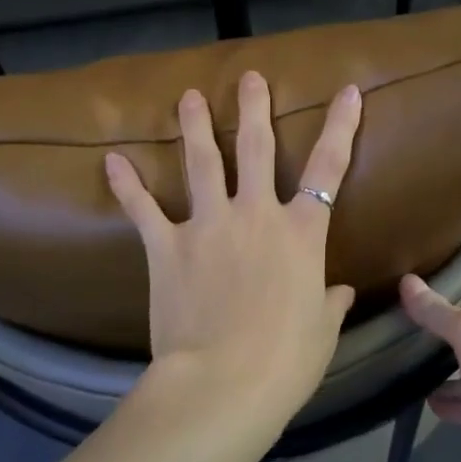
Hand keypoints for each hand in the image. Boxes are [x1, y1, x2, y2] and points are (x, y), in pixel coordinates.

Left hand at [105, 70, 361, 420]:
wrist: (223, 383)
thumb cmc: (286, 361)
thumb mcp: (321, 332)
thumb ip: (330, 303)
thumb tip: (341, 292)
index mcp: (302, 233)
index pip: (329, 168)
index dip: (341, 126)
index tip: (348, 91)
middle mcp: (256, 215)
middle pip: (255, 148)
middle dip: (254, 108)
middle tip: (250, 78)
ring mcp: (208, 226)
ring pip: (201, 163)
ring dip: (193, 126)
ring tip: (188, 96)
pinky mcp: (167, 247)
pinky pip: (143, 209)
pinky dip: (127, 185)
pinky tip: (112, 160)